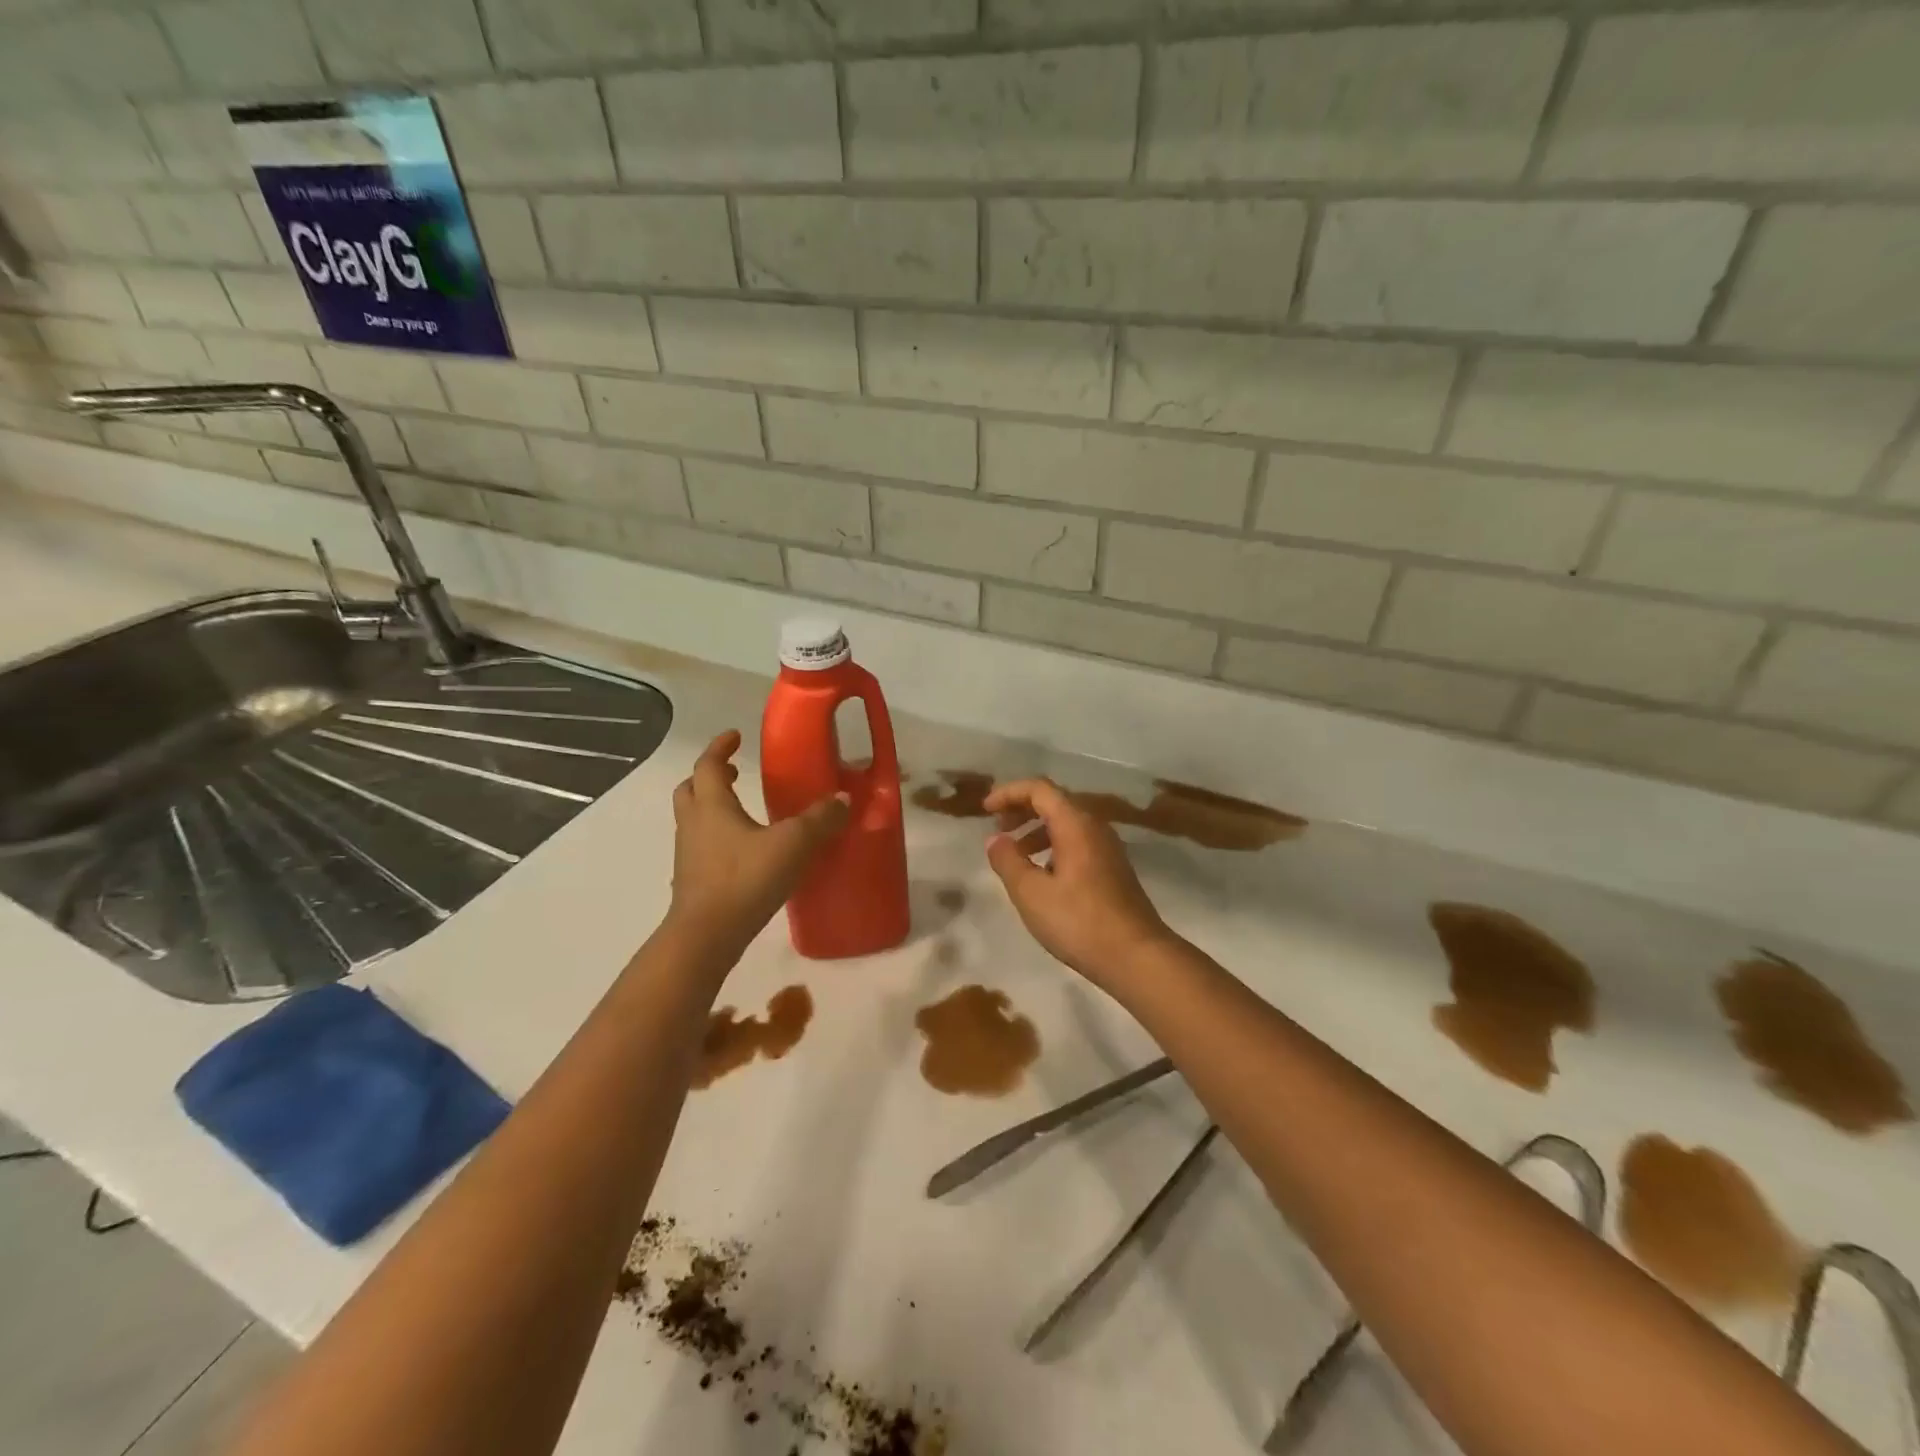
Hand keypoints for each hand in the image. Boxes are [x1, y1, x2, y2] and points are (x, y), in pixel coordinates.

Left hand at [666, 731, 848, 960]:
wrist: (706, 937)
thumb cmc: (745, 879)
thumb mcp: (792, 844)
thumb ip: (820, 820)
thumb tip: (843, 798)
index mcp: (712, 805)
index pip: (709, 765)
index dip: (721, 747)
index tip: (735, 735)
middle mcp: (694, 824)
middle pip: (692, 789)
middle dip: (712, 776)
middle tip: (736, 772)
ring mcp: (688, 855)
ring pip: (694, 819)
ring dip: (713, 807)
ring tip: (744, 810)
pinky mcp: (692, 881)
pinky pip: (701, 846)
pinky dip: (718, 838)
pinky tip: (745, 852)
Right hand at [984, 777, 1178, 986]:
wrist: (1137, 957)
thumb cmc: (1079, 922)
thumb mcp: (1031, 893)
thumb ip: (1008, 861)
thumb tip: (995, 839)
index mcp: (1075, 824)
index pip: (1039, 789)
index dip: (1009, 793)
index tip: (985, 810)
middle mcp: (1095, 827)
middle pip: (1054, 802)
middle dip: (1021, 810)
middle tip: (998, 829)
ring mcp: (1108, 848)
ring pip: (1066, 825)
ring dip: (1036, 831)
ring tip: (1015, 856)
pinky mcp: (1113, 870)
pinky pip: (1077, 843)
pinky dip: (1053, 848)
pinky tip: (1042, 876)